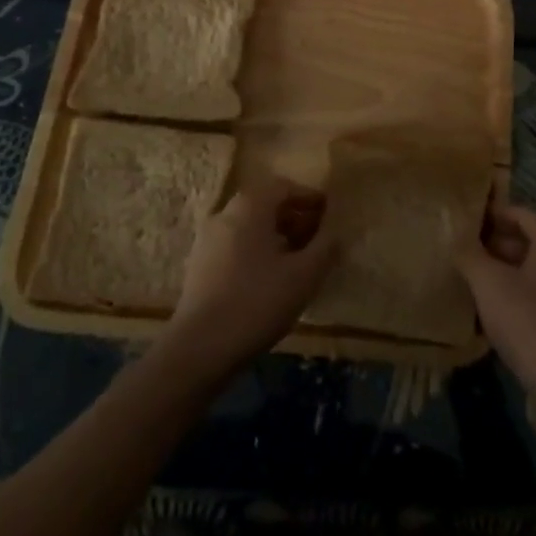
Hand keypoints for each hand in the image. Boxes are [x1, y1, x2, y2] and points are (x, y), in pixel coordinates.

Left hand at [163, 177, 336, 376]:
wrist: (199, 349)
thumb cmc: (257, 302)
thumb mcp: (304, 275)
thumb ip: (325, 248)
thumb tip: (336, 232)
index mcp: (250, 205)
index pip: (284, 187)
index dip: (310, 198)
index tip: (329, 214)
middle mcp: (225, 213)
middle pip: (265, 205)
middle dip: (294, 218)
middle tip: (317, 238)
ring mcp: (207, 240)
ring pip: (249, 227)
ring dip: (275, 236)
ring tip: (297, 261)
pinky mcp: (199, 266)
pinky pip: (235, 246)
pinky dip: (256, 252)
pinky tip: (269, 280)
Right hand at [457, 204, 535, 410]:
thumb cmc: (529, 323)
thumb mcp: (488, 284)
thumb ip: (469, 254)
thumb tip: (455, 235)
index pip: (520, 213)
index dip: (490, 216)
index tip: (464, 225)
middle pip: (530, 241)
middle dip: (496, 246)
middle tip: (465, 255)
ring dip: (507, 273)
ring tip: (475, 282)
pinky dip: (522, 296)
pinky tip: (497, 313)